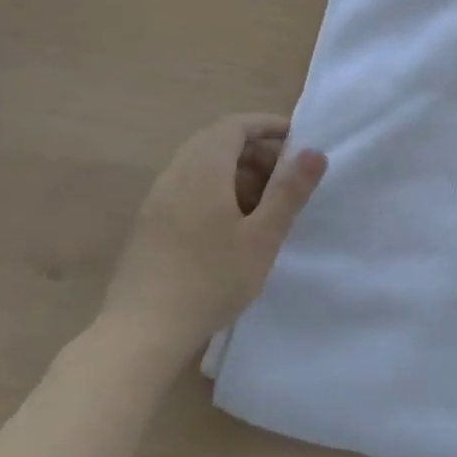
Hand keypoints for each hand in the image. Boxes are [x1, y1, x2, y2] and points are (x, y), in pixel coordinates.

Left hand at [98, 113, 326, 361]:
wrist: (142, 331)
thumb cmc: (211, 280)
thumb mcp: (262, 237)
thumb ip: (289, 191)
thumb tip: (314, 152)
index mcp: (202, 171)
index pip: (234, 126)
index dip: (267, 125)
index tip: (298, 139)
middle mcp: (175, 176)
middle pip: (216, 141)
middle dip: (255, 149)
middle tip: (286, 175)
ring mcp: (157, 200)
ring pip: (200, 165)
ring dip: (235, 171)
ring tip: (263, 202)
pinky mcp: (149, 224)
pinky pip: (187, 187)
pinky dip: (215, 189)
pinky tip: (231, 225)